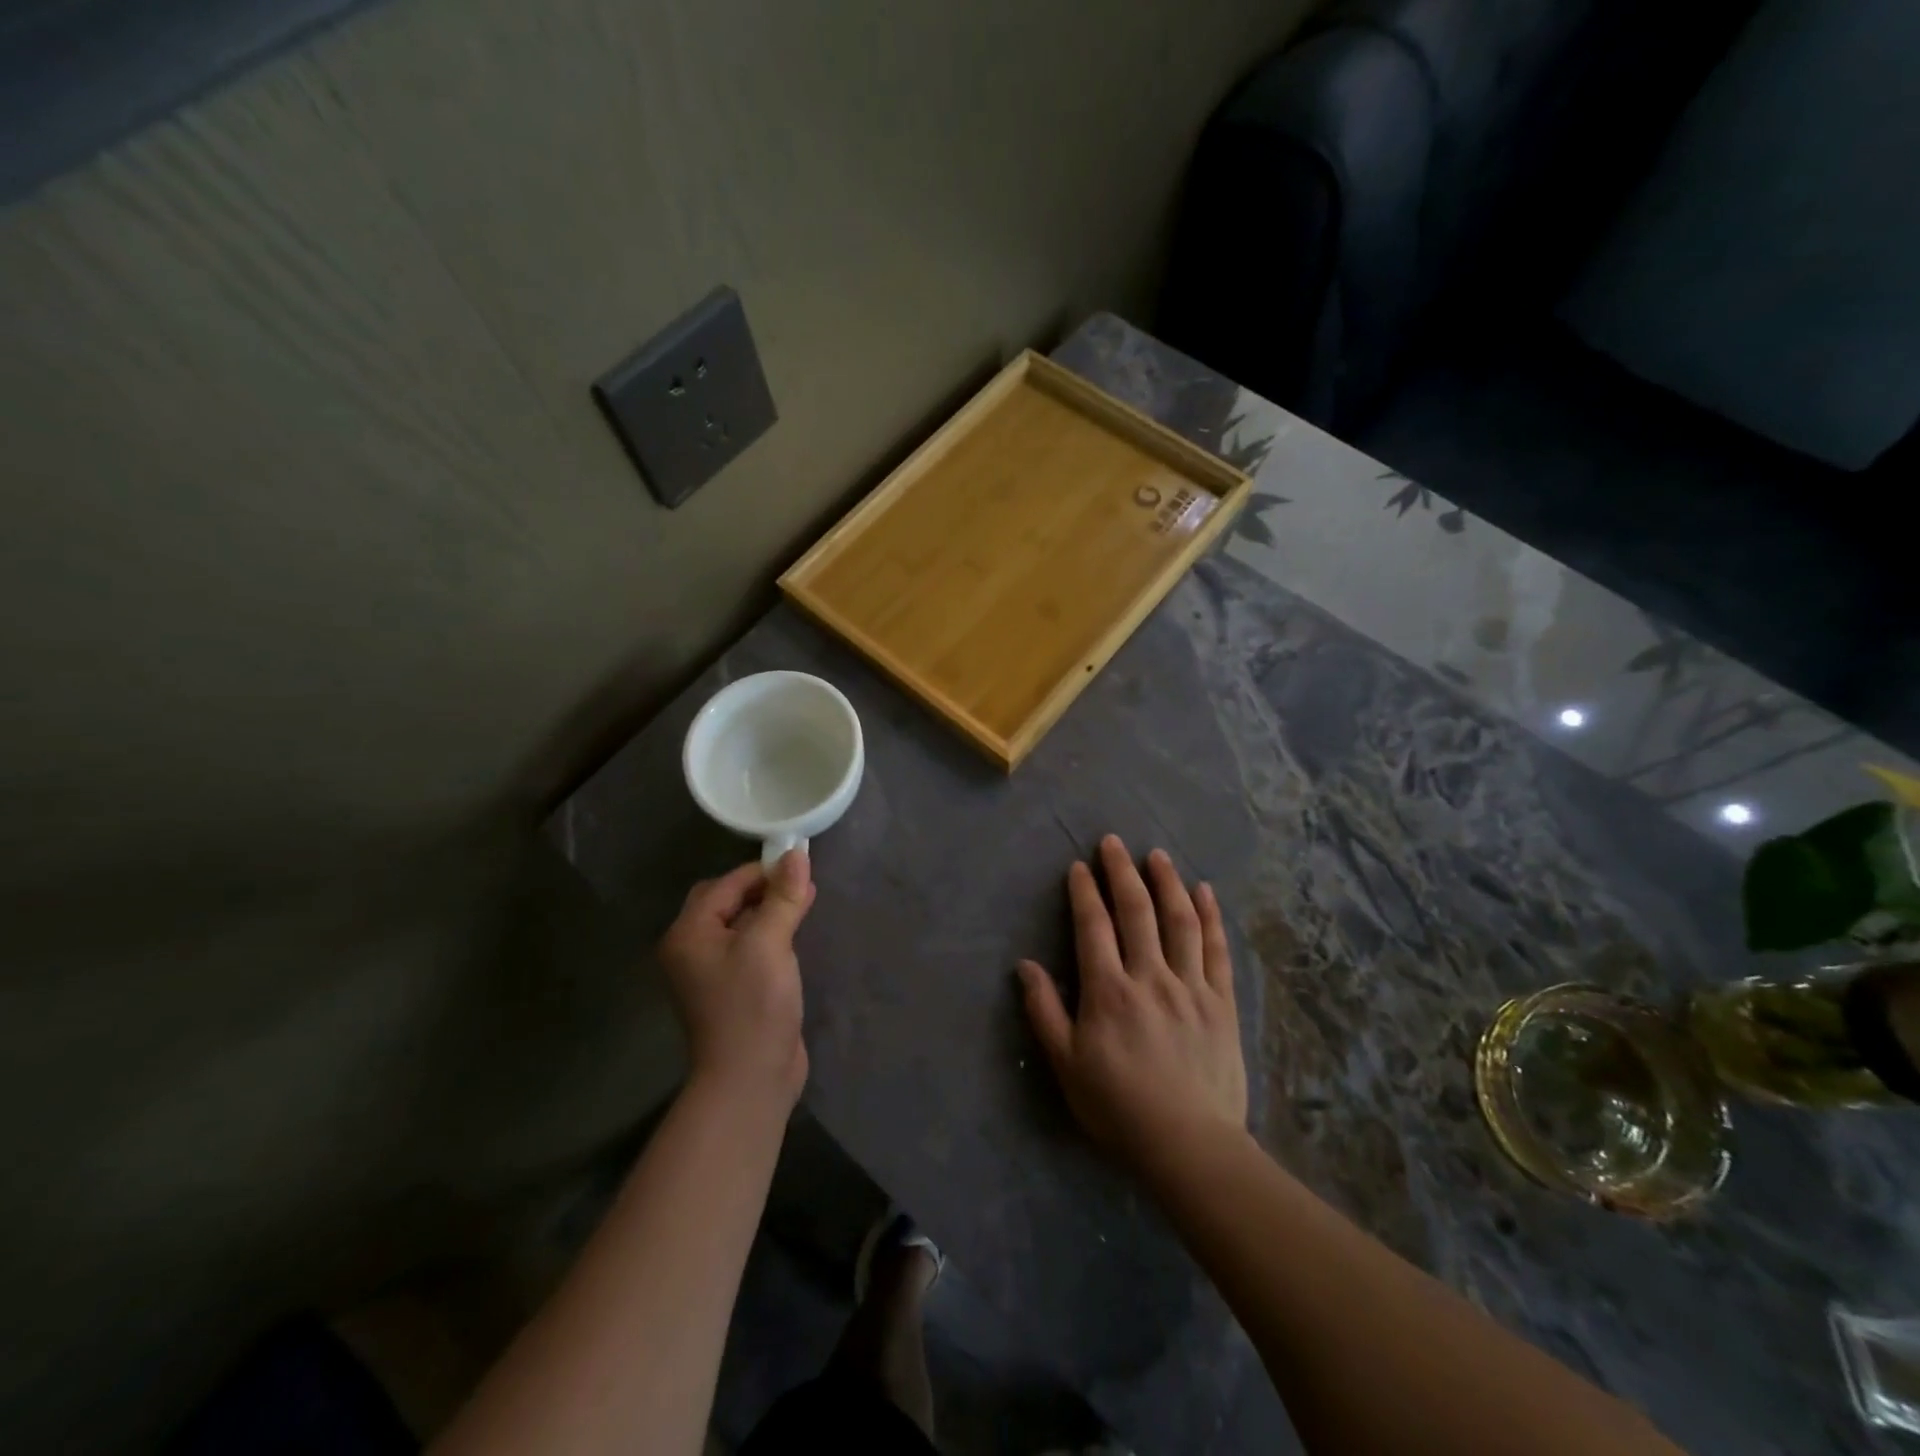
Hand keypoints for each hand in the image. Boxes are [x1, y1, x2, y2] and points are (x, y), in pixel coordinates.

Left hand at [658, 850, 815, 1106]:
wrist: (750, 1078)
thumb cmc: (753, 1005)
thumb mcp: (770, 943)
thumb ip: (783, 896)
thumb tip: (798, 853)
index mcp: (688, 933)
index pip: (725, 884)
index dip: (762, 870)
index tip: (800, 863)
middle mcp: (691, 948)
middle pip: (726, 900)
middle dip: (763, 888)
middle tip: (799, 883)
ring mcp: (710, 971)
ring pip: (739, 923)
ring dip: (769, 909)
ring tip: (804, 900)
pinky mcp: (731, 988)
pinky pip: (748, 946)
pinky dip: (769, 933)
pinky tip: (795, 931)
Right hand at [1018, 835, 1247, 1171]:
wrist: (1189, 1145)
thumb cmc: (1119, 1107)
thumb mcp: (1067, 1065)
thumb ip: (1045, 1011)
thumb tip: (1025, 965)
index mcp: (1108, 991)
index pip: (1094, 926)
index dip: (1085, 892)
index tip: (1079, 866)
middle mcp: (1149, 977)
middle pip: (1136, 911)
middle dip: (1122, 872)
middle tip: (1114, 842)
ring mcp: (1190, 986)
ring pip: (1180, 921)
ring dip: (1167, 882)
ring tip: (1157, 855)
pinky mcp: (1221, 1002)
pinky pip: (1216, 950)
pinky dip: (1210, 917)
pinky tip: (1204, 892)